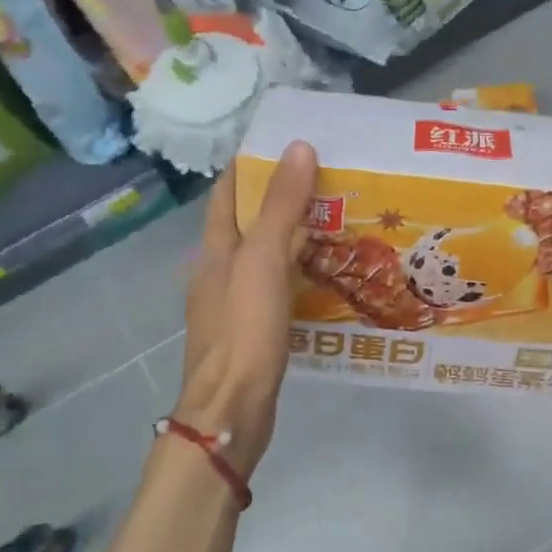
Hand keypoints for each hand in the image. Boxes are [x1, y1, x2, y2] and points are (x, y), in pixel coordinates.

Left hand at [174, 142, 317, 475]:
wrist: (231, 408)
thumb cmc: (244, 329)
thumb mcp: (263, 261)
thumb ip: (281, 207)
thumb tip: (298, 147)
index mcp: (215, 248)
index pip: (228, 192)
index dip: (252, 165)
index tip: (288, 144)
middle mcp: (219, 270)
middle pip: (248, 222)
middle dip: (281, 198)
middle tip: (329, 181)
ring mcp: (233, 302)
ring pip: (265, 256)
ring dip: (293, 236)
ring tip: (336, 221)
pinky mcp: (252, 328)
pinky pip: (276, 287)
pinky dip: (297, 272)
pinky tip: (325, 275)